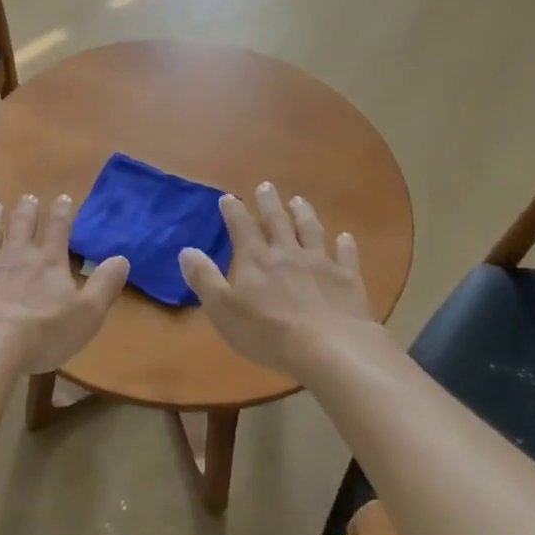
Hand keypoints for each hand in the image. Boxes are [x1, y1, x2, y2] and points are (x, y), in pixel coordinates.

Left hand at [0, 195, 129, 374]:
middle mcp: (16, 256)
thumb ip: (105, 285)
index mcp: (48, 263)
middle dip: (27, 210)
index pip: (58, 230)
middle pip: (22, 226)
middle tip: (28, 196)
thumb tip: (122, 258)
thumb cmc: (42, 334)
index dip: (62, 213)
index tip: (63, 197)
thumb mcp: (87, 315)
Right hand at [178, 183, 373, 377]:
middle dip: (269, 202)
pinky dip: (345, 244)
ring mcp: (320, 263)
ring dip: (304, 214)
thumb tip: (187, 250)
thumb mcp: (223, 309)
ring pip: (311, 230)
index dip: (233, 211)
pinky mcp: (347, 279)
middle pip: (277, 221)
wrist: (329, 348)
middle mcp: (287, 253)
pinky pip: (346, 255)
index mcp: (256, 260)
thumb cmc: (267, 332)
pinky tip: (345, 238)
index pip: (241, 227)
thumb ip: (204, 279)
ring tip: (299, 201)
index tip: (228, 197)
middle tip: (266, 186)